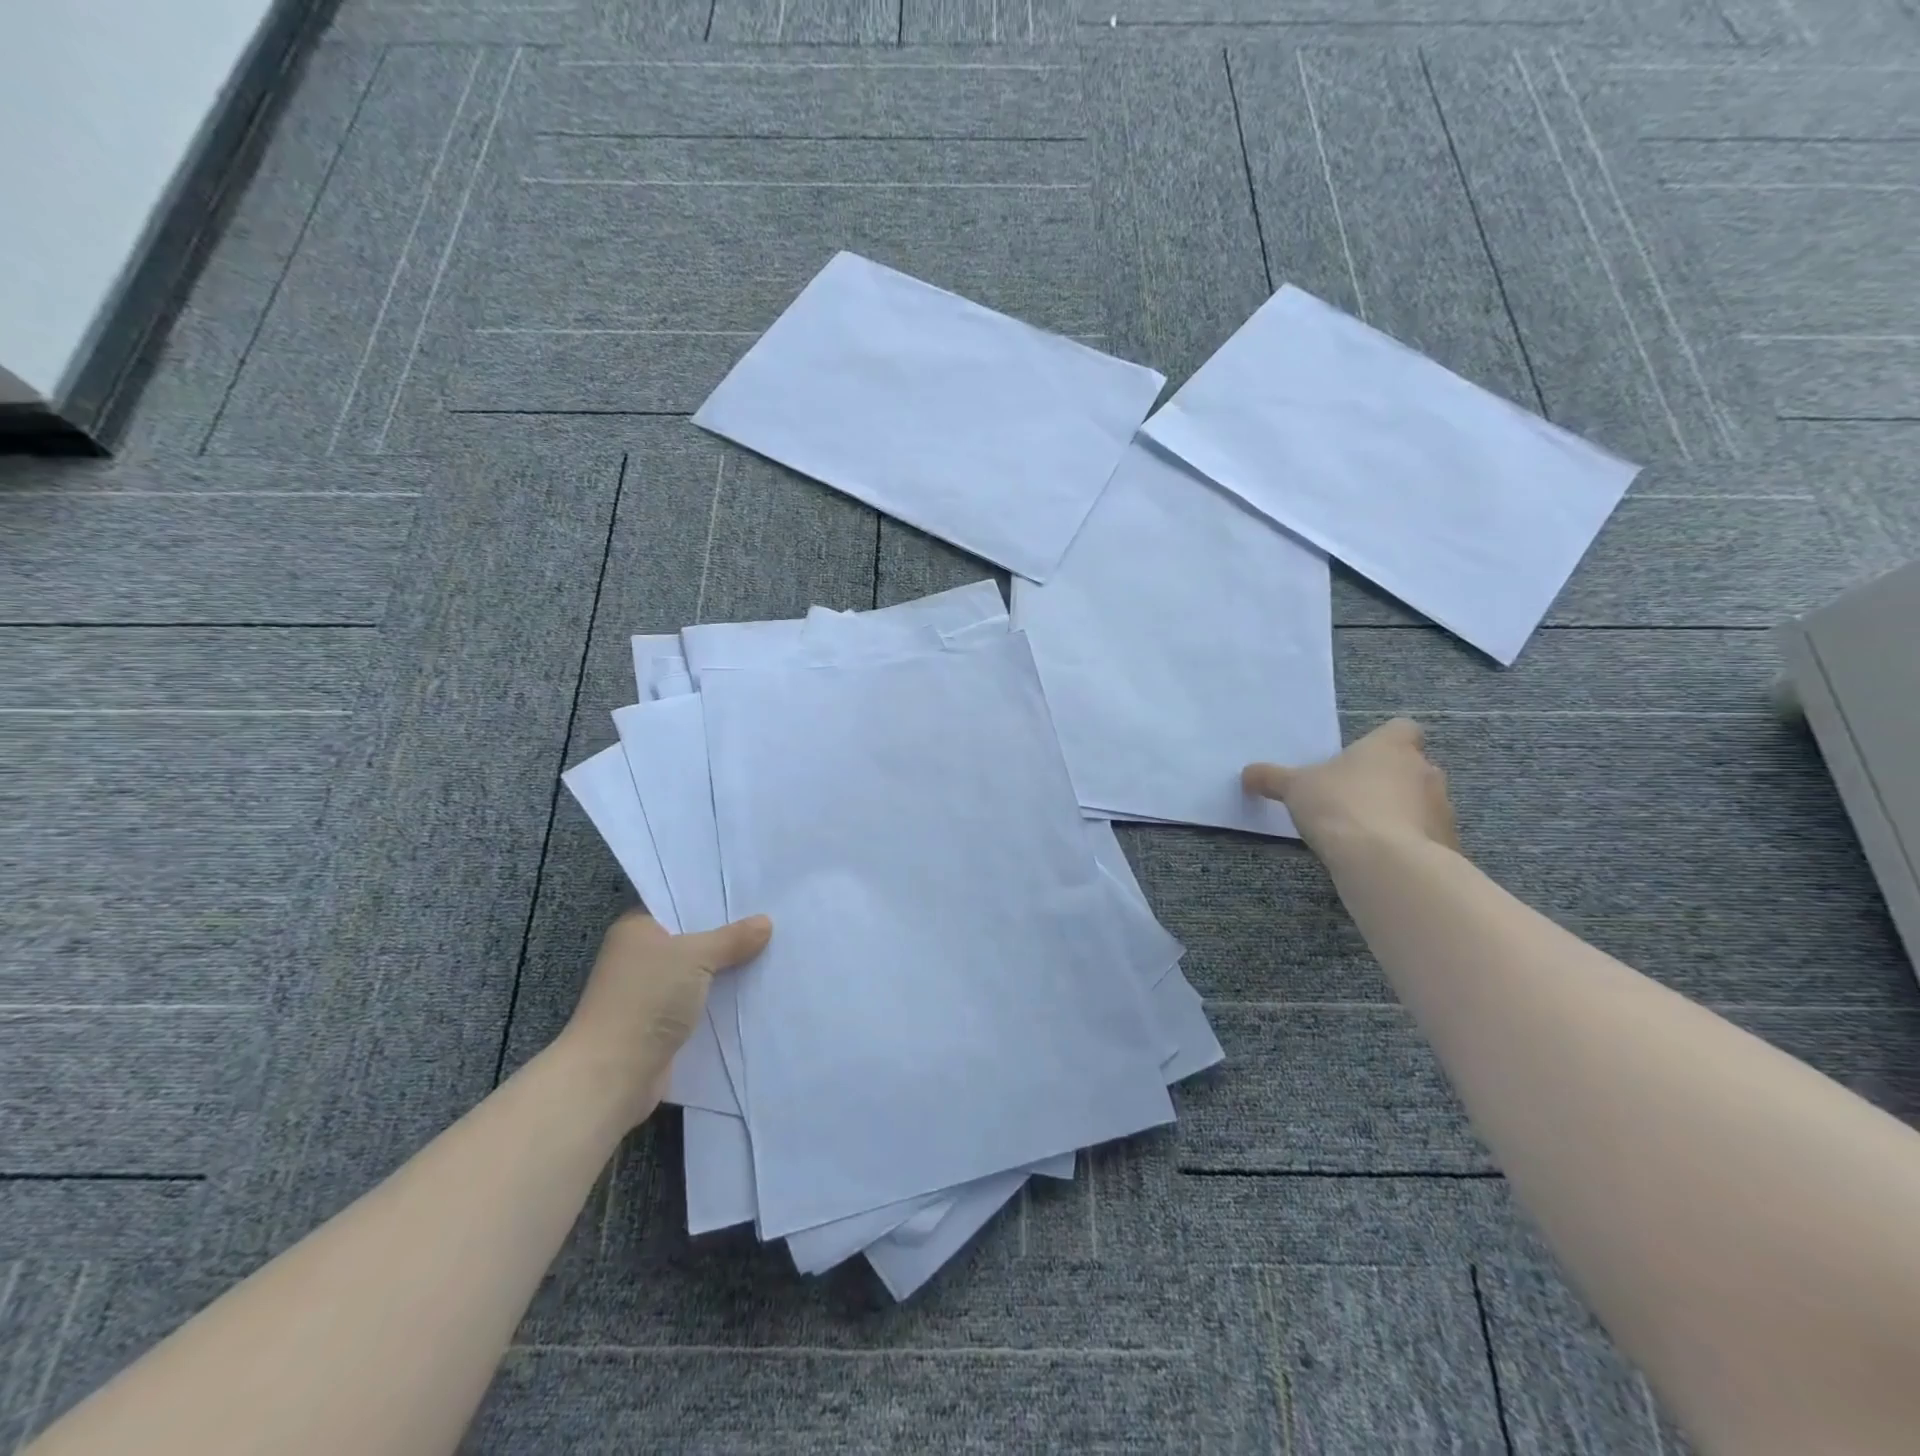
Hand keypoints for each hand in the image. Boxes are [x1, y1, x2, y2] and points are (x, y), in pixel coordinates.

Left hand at [558, 910, 771, 1128]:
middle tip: (772, 918)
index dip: (713, 898)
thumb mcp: (695, 957)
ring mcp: (651, 991)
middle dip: (728, 934)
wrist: (613, 1075)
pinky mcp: (663, 1023)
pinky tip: (755, 989)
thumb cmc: (647, 999)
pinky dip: (722, 998)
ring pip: (699, 971)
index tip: (752, 892)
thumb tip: (765, 922)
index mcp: (637, 928)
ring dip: (728, 968)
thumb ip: (731, 938)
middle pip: (693, 937)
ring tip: (774, 950)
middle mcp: (641, 956)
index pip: (679, 903)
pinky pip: (701, 1001)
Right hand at [1243, 717, 1458, 856]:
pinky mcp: (1448, 843)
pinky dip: (1409, 843)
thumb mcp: (1294, 788)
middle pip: (1412, 766)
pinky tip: (1382, 857)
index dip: (1384, 741)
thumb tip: (1247, 774)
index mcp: (1391, 746)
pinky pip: (1427, 836)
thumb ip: (1271, 778)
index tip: (1361, 759)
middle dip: (1390, 780)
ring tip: (1366, 833)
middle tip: (1355, 798)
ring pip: (1421, 802)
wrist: (1383, 861)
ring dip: (1402, 812)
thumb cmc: (1339, 806)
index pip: (1401, 729)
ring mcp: (1442, 807)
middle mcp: (1424, 770)